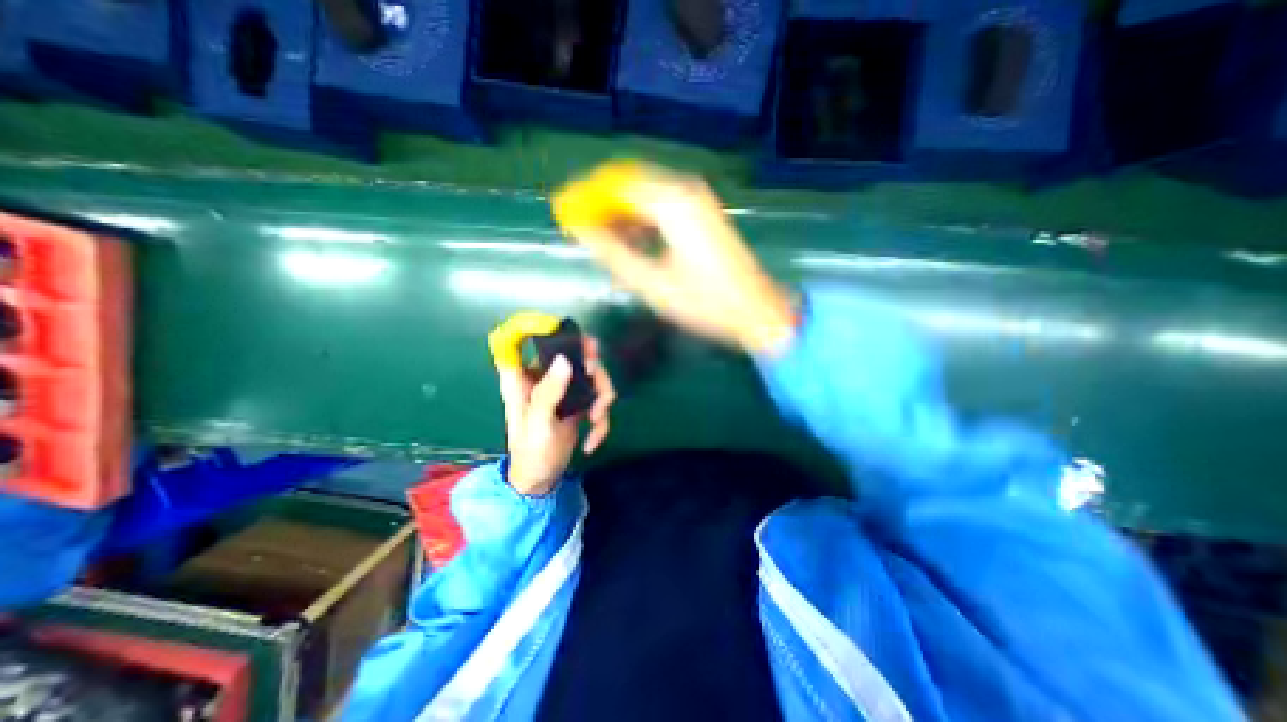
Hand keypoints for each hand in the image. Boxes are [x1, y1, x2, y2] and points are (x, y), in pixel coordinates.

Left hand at [494, 339, 615, 495]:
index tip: (564, 331)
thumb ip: (549, 391)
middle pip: (574, 354)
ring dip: (602, 397)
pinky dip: (602, 419)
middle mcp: (544, 377)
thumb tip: (564, 360)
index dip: (537, 326)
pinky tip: (593, 440)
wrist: (542, 480)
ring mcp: (564, 390)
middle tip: (597, 383)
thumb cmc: (531, 452)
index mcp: (523, 378)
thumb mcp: (538, 422)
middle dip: (592, 369)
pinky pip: (598, 399)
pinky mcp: (579, 403)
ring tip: (596, 419)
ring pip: (593, 375)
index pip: (520, 340)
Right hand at [552, 161, 794, 354]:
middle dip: (602, 206)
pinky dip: (642, 221)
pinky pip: (662, 207)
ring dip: (622, 215)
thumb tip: (581, 232)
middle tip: (582, 230)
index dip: (586, 198)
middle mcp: (685, 192)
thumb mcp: (652, 283)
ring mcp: (698, 201)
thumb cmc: (705, 302)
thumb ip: (613, 254)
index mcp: (671, 203)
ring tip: (603, 242)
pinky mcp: (703, 214)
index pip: (615, 186)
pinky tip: (633, 243)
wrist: (756, 311)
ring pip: (646, 196)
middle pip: (630, 186)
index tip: (565, 214)